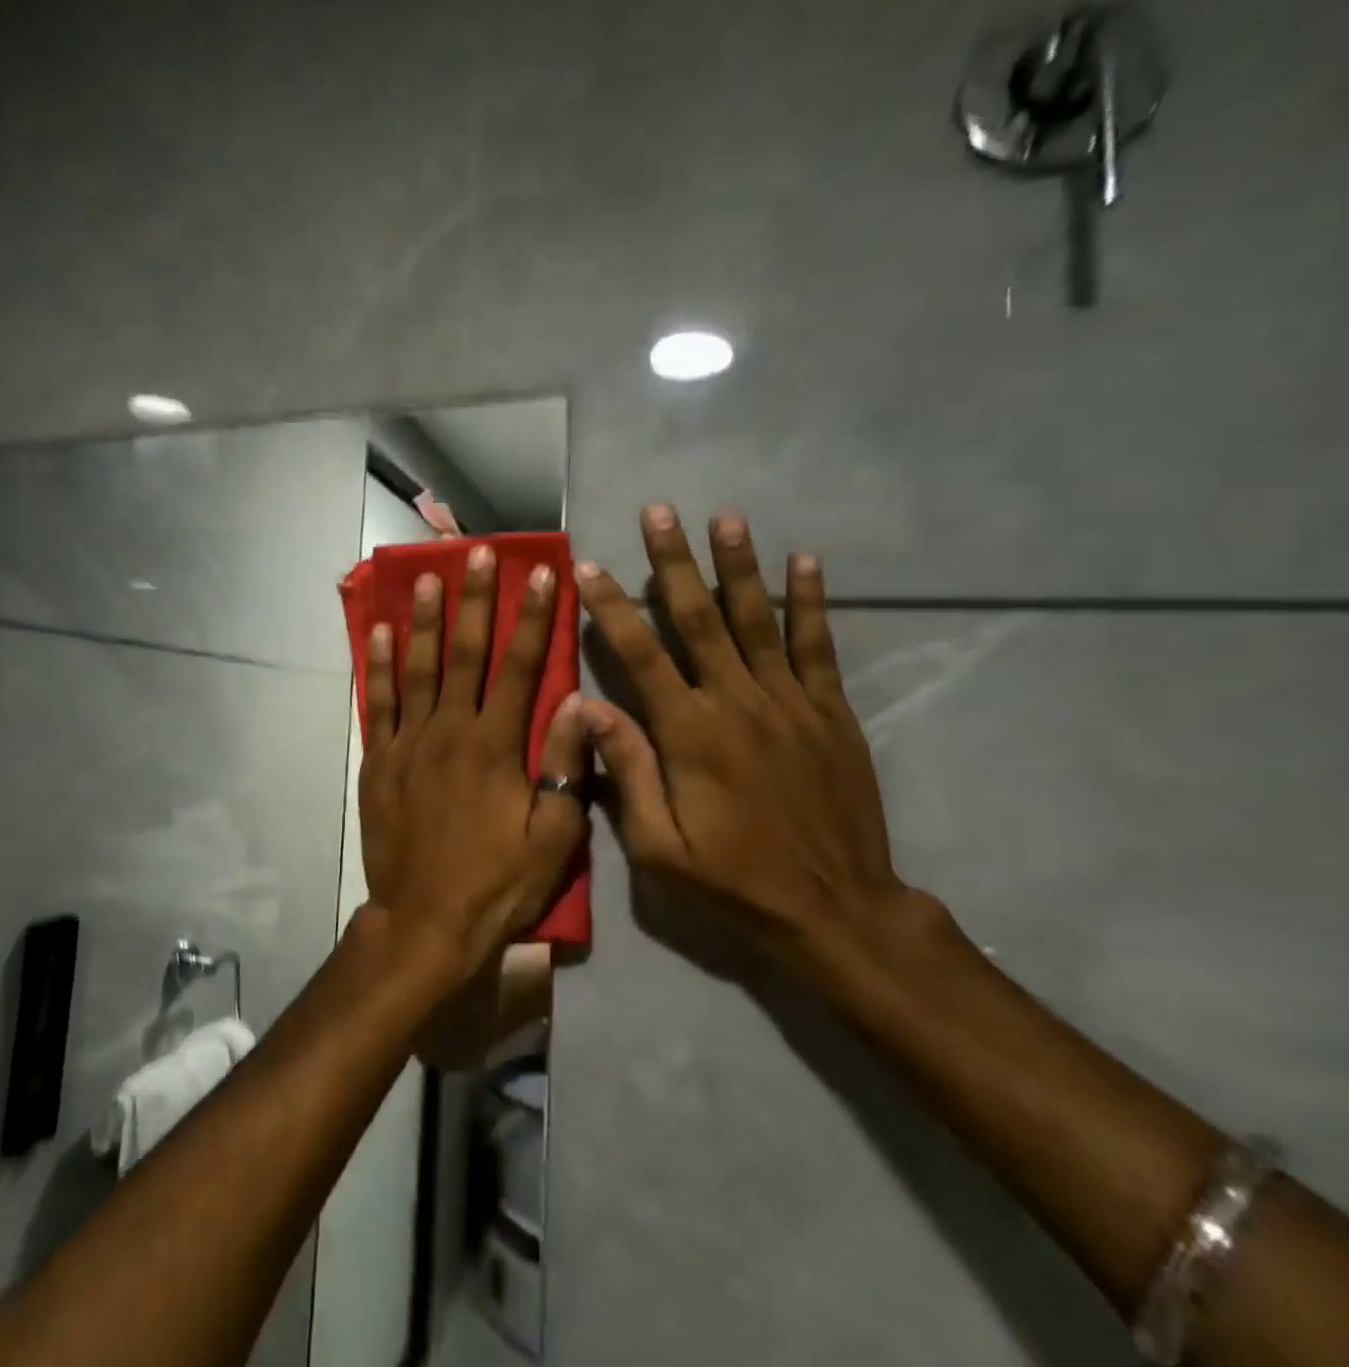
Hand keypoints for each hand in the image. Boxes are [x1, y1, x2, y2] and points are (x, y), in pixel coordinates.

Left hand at [358, 545, 589, 993]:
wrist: (425, 922)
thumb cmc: (497, 883)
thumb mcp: (553, 837)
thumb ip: (565, 767)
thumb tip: (578, 703)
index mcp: (495, 746)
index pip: (521, 667)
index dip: (533, 619)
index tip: (541, 574)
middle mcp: (449, 731)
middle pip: (464, 653)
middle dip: (474, 600)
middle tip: (477, 553)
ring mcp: (408, 743)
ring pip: (417, 669)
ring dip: (423, 620)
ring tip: (426, 577)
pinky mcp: (379, 761)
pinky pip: (378, 704)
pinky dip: (378, 666)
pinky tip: (380, 633)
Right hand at [575, 504, 936, 985]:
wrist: (835, 911)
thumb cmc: (733, 881)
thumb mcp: (658, 845)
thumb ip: (626, 769)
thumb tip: (588, 706)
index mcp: (689, 732)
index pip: (640, 653)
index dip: (612, 606)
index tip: (589, 565)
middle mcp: (737, 702)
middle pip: (698, 618)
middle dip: (674, 562)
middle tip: (658, 511)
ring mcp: (789, 702)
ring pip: (756, 619)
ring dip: (738, 565)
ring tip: (726, 516)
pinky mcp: (830, 713)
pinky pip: (817, 646)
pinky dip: (810, 601)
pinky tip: (804, 561)